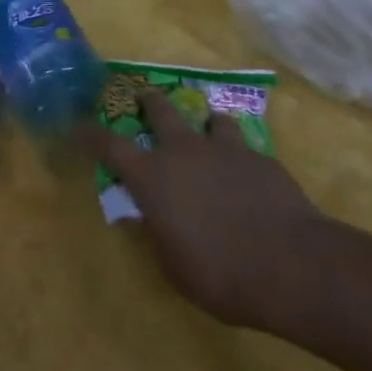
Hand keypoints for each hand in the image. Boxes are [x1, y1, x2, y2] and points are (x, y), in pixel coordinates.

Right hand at [84, 91, 341, 337]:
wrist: (290, 264)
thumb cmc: (220, 273)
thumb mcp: (174, 267)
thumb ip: (158, 235)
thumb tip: (147, 218)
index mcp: (152, 177)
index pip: (109, 145)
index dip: (91, 133)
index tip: (80, 125)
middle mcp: (183, 151)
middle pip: (159, 109)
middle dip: (148, 101)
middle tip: (144, 97)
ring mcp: (224, 148)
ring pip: (208, 117)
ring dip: (204, 123)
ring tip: (208, 130)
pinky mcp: (260, 157)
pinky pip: (244, 145)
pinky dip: (239, 153)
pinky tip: (249, 173)